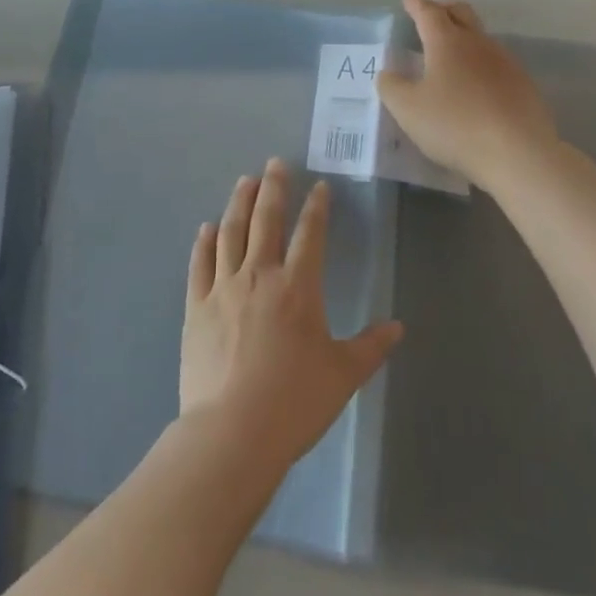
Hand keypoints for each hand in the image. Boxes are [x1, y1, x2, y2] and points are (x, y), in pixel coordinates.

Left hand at [181, 159, 403, 471]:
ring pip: (231, 232)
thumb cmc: (294, 402)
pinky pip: (200, 264)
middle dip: (273, 188)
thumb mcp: (342, 376)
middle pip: (266, 220)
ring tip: (245, 181)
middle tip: (275, 163)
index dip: (316, 207)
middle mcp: (259, 275)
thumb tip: (398, 327)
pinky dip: (204, 242)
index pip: (311, 234)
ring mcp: (224, 288)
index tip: (318, 186)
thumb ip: (371, 347)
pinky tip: (208, 227)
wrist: (232, 432)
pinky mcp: (197, 307)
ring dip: (239, 203)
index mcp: (298, 287)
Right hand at [378, 0, 558, 185]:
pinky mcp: (524, 84)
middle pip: (461, 12)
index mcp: (447, 42)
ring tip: (450, 55)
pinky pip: (496, 62)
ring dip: (464, 37)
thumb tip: (388, 73)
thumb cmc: (455, 125)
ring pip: (481, 37)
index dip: (416, 5)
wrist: (519, 153)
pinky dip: (480, 63)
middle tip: (430, 16)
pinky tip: (475, 85)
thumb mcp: (408, 110)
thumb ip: (392, 87)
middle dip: (444, 9)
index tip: (408, 2)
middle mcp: (478, 43)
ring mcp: (505, 62)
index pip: (429, 12)